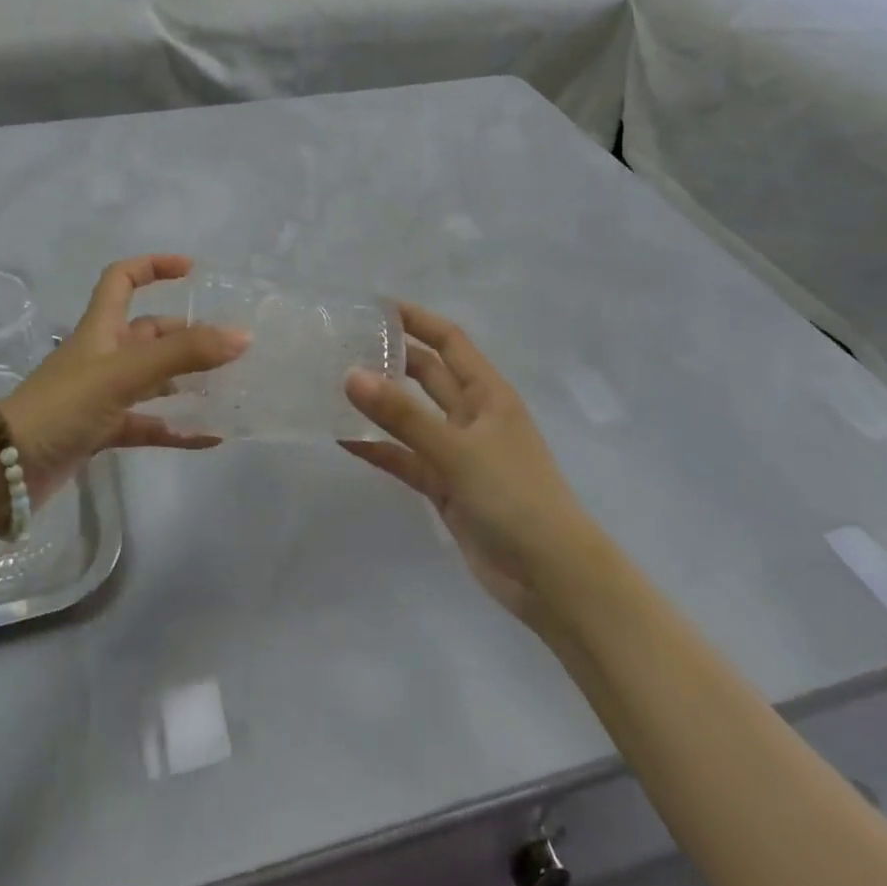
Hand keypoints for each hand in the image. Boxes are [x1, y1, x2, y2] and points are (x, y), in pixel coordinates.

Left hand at [0, 255, 248, 505]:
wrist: (2, 471)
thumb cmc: (62, 406)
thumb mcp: (124, 373)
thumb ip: (183, 354)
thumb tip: (242, 336)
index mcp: (101, 328)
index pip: (123, 279)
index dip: (153, 266)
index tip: (191, 271)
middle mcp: (102, 355)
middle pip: (148, 333)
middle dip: (186, 335)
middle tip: (227, 345)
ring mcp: (101, 395)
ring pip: (152, 380)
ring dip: (186, 382)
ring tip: (227, 387)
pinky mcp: (100, 431)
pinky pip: (147, 424)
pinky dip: (175, 428)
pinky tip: (209, 437)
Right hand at [343, 302, 594, 626]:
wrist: (552, 578)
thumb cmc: (515, 497)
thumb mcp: (458, 450)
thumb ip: (403, 415)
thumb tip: (351, 375)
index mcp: (488, 393)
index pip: (448, 341)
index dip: (416, 319)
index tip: (374, 307)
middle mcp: (473, 415)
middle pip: (427, 374)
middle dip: (392, 358)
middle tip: (344, 346)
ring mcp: (459, 452)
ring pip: (413, 417)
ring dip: (381, 404)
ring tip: (335, 387)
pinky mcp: (446, 487)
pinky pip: (406, 459)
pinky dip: (380, 450)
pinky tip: (344, 440)